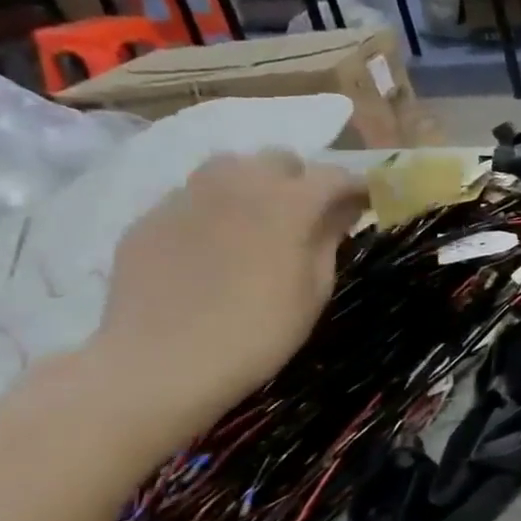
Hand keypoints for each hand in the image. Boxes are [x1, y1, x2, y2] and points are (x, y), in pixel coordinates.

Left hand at [90, 151, 367, 425]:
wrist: (165, 360)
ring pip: (230, 167)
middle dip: (302, 180)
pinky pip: (193, 196)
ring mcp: (187, 196)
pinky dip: (215, 209)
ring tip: (260, 221)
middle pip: (280, 159)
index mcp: (288, 202)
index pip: (335, 176)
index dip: (357, 188)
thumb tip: (340, 212)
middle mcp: (238, 183)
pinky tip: (216, 247)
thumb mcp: (316, 288)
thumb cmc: (262, 329)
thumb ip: (329, 238)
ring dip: (255, 184)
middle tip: (310, 215)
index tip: (369, 204)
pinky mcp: (151, 216)